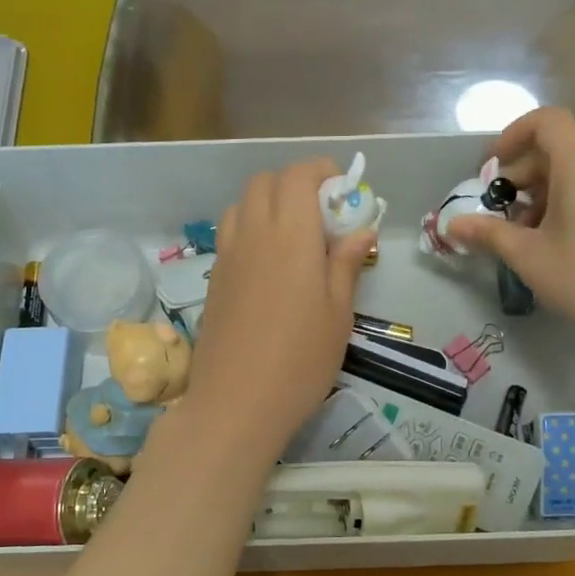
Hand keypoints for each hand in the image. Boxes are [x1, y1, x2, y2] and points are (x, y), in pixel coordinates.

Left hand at [185, 160, 376, 457]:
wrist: (236, 403)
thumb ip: (346, 265)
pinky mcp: (213, 279)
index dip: (321, 172)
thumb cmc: (300, 360)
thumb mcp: (338, 315)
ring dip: (268, 204)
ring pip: (242, 204)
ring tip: (292, 238)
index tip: (342, 193)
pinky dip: (250, 228)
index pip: (298, 175)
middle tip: (321, 216)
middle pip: (265, 182)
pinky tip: (268, 265)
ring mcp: (227, 256)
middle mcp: (253, 233)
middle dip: (294, 183)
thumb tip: (361, 230)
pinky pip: (230, 233)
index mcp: (290, 235)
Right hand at [450, 108, 574, 357]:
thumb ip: (489, 234)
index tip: (492, 169)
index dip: (512, 137)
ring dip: (553, 191)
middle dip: (527, 177)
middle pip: (563, 148)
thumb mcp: (530, 257)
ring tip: (538, 235)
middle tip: (506, 217)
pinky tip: (574, 239)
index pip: (544, 121)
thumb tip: (452, 226)